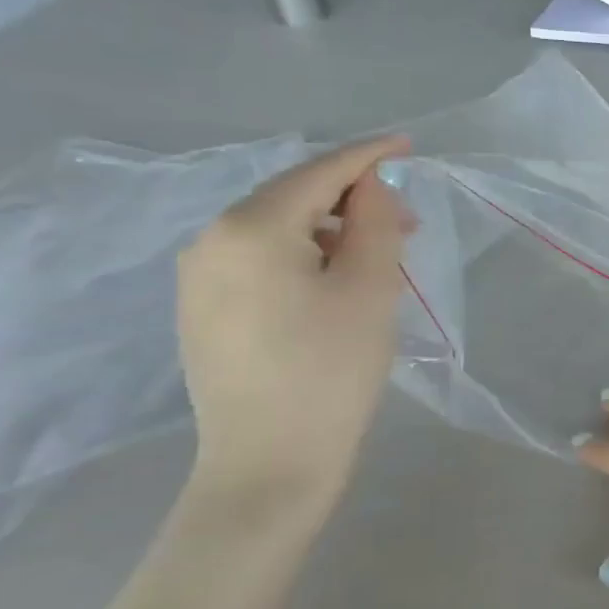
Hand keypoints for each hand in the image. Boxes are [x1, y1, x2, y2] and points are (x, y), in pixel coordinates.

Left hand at [176, 136, 412, 511]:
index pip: (319, 173)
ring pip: (278, 228)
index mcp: (251, 228)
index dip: (369, 156)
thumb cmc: (331, 370)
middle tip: (409, 220)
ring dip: (333, 228)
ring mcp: (199, 276)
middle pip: (294, 197)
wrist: (270, 462)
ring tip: (380, 255)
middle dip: (354, 198)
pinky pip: (261, 258)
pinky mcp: (203, 308)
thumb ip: (376, 222)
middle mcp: (210, 240)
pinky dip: (306, 253)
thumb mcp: (370, 288)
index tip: (409, 145)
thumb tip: (372, 186)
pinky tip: (338, 279)